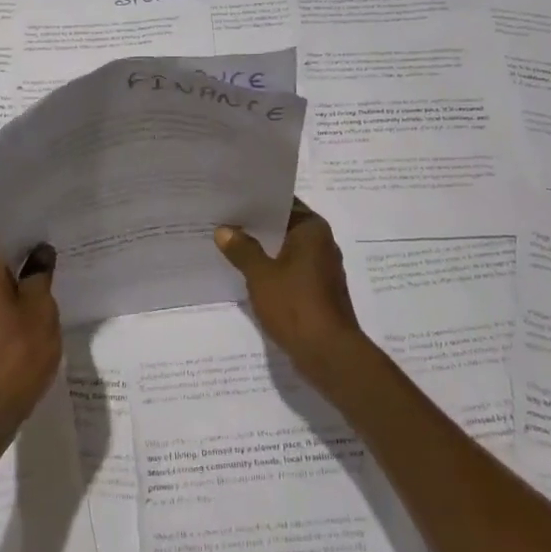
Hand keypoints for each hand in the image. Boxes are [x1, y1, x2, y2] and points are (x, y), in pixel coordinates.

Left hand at [0, 240, 61, 456]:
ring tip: (49, 283)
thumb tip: (40, 252)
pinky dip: (11, 303)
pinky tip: (33, 313)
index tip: (51, 232)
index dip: (27, 233)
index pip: (2, 239)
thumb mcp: (40, 311)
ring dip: (19, 282)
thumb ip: (40, 276)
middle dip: (25, 257)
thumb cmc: (18, 355)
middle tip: (56, 255)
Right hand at [215, 201, 370, 392]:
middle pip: (283, 225)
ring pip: (285, 249)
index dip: (256, 200)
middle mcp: (321, 242)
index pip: (282, 202)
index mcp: (312, 229)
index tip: (230, 197)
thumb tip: (224, 230)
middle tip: (221, 219)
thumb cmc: (296, 305)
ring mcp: (321, 268)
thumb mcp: (261, 275)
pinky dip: (270, 269)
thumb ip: (242, 249)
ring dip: (261, 249)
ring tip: (227, 244)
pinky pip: (289, 270)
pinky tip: (246, 272)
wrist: (329, 354)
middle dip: (255, 226)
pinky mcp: (317, 290)